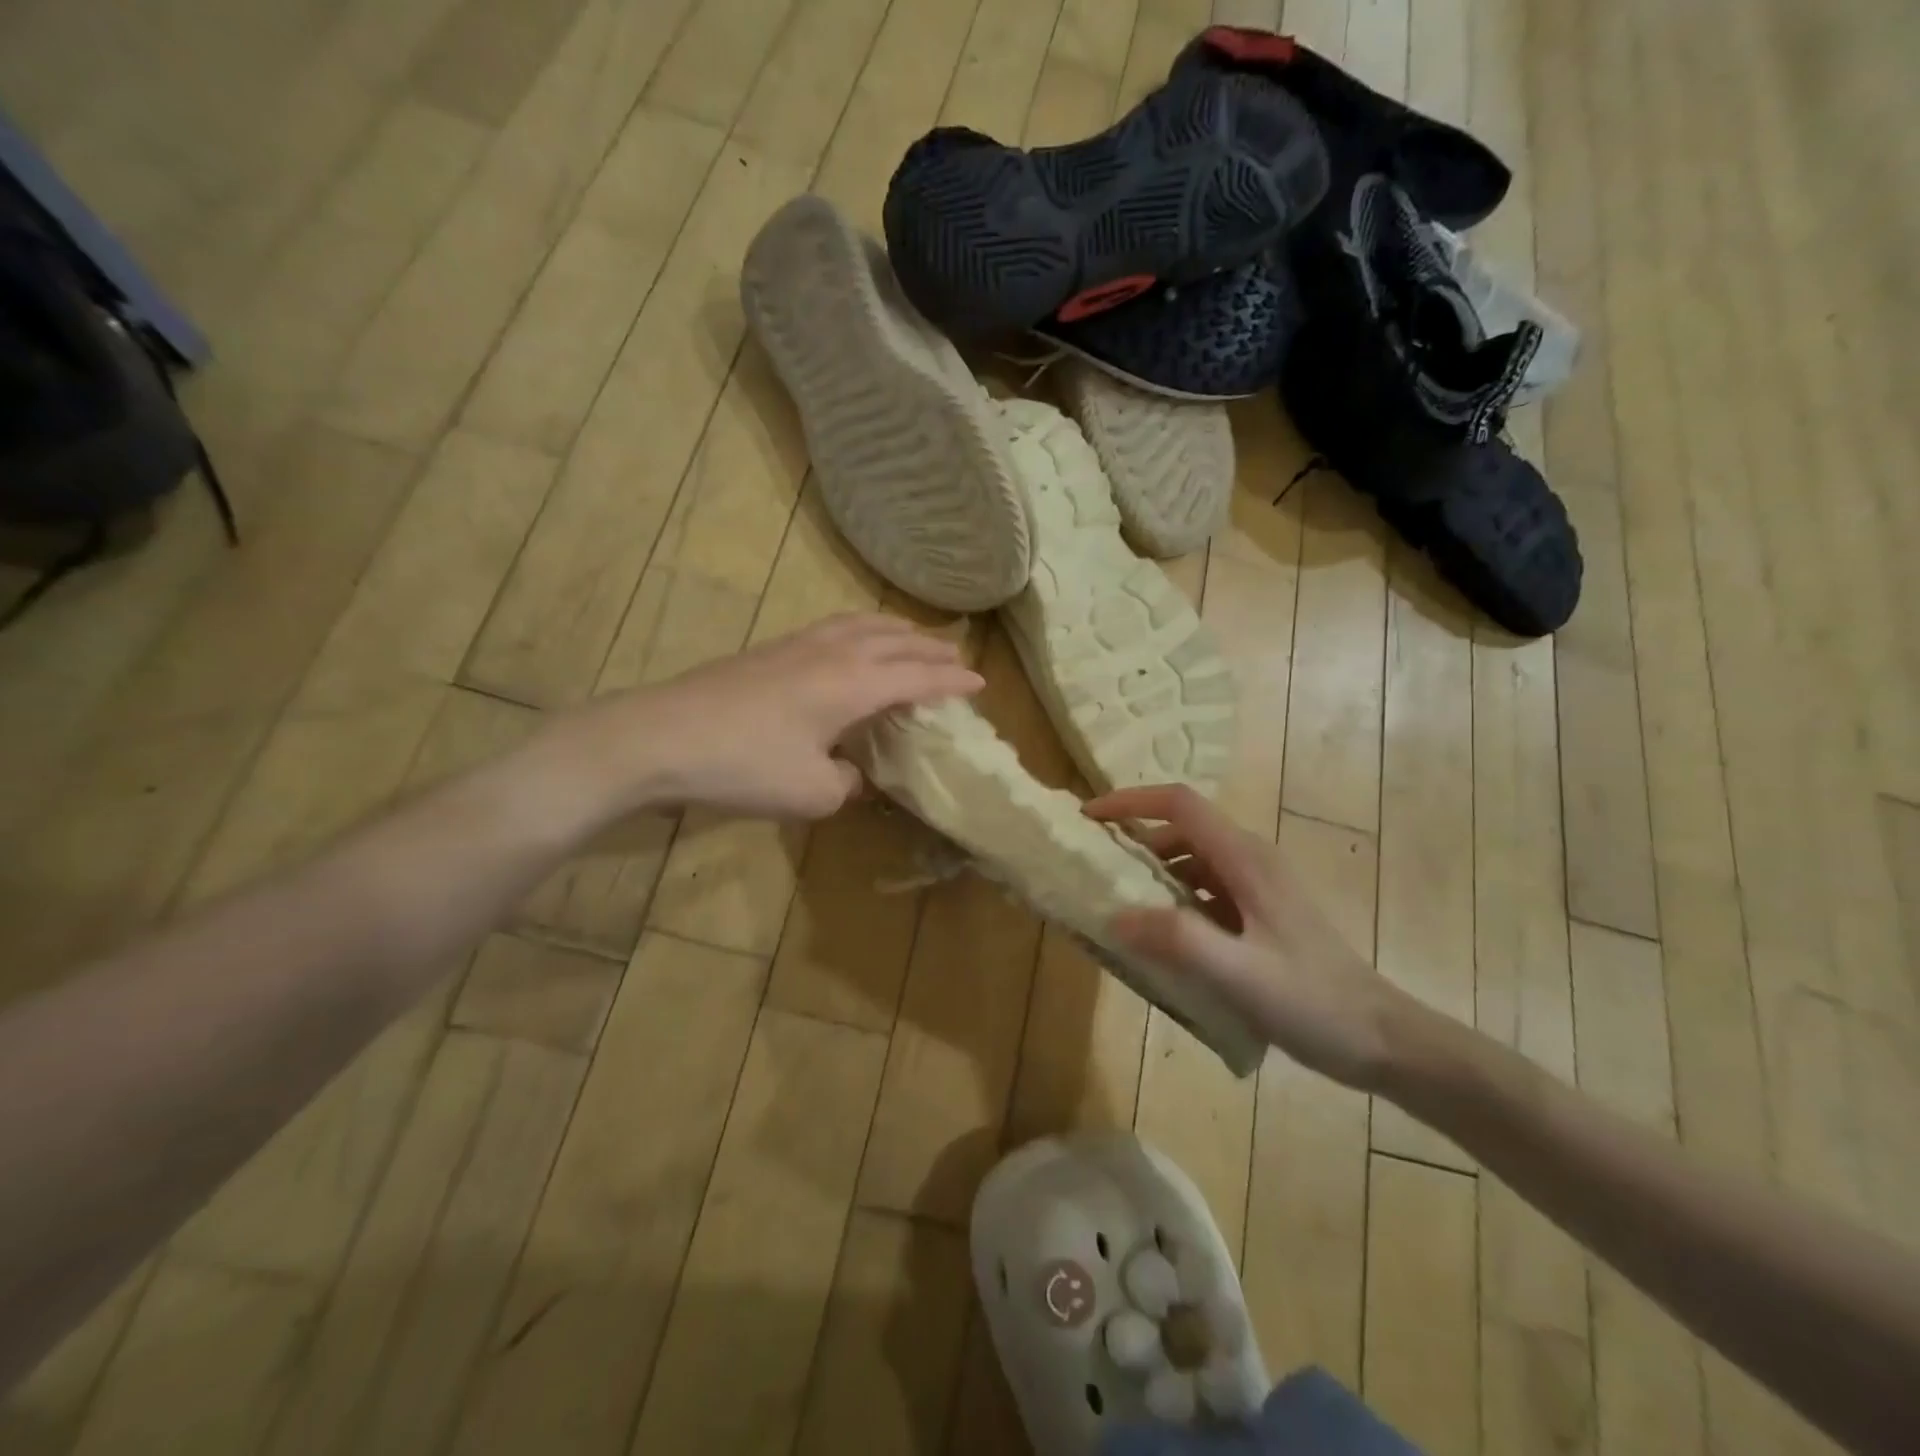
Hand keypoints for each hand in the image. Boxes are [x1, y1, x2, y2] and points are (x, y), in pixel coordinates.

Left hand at [599, 615, 982, 819]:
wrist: (660, 738)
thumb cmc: (745, 766)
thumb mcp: (811, 793)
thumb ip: (845, 783)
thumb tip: (850, 773)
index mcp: (855, 684)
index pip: (918, 678)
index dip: (952, 682)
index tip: (981, 683)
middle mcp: (834, 653)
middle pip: (896, 641)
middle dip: (931, 650)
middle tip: (957, 657)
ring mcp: (798, 645)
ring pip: (862, 624)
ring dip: (896, 631)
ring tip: (912, 637)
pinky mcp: (770, 649)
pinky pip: (834, 628)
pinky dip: (861, 630)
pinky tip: (851, 642)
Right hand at [1085, 785, 1411, 1090]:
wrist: (1383, 1040)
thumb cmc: (1313, 1002)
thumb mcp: (1238, 974)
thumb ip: (1176, 940)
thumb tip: (1115, 916)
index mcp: (1245, 859)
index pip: (1179, 804)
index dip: (1131, 802)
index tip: (1090, 820)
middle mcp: (1251, 861)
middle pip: (1182, 830)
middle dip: (1135, 842)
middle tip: (1096, 871)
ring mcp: (1258, 887)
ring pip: (1193, 861)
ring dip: (1153, 875)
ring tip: (1119, 907)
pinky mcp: (1261, 914)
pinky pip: (1206, 891)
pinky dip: (1175, 902)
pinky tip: (1161, 939)